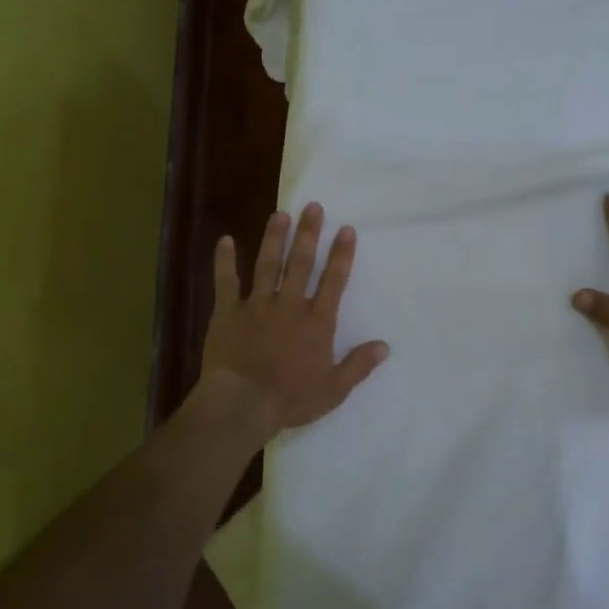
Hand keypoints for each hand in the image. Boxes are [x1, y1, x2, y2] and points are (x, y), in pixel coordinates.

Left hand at [199, 202, 389, 438]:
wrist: (242, 403)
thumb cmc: (290, 398)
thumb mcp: (333, 389)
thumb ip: (358, 365)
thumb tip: (384, 346)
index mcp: (316, 322)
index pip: (333, 281)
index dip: (341, 254)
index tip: (346, 229)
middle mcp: (289, 305)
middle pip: (301, 263)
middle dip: (308, 233)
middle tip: (312, 206)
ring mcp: (256, 305)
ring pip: (267, 265)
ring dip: (274, 238)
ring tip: (279, 213)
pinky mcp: (228, 313)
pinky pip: (226, 282)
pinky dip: (224, 261)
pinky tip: (225, 240)